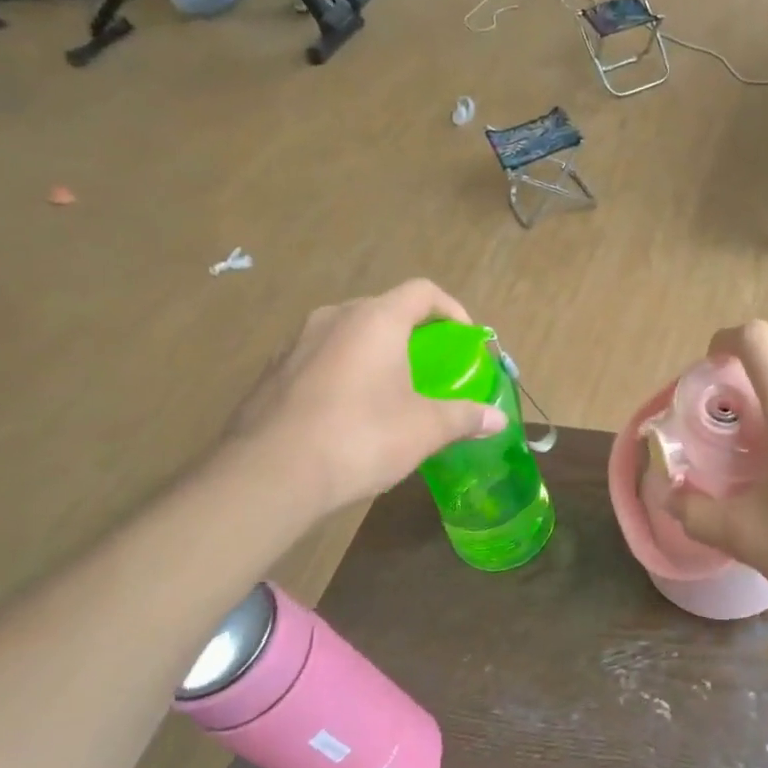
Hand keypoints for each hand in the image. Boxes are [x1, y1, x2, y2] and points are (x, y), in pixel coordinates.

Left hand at [224, 280, 506, 519]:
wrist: (269, 475)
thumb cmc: (361, 437)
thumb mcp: (425, 429)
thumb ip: (464, 418)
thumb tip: (499, 420)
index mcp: (376, 320)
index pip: (422, 291)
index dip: (451, 309)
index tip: (464, 338)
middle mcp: (333, 318)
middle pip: (383, 309)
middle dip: (411, 332)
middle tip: (428, 366)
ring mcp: (295, 343)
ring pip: (347, 333)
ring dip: (373, 351)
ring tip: (387, 389)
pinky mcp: (271, 372)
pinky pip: (318, 358)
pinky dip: (341, 371)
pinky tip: (346, 412)